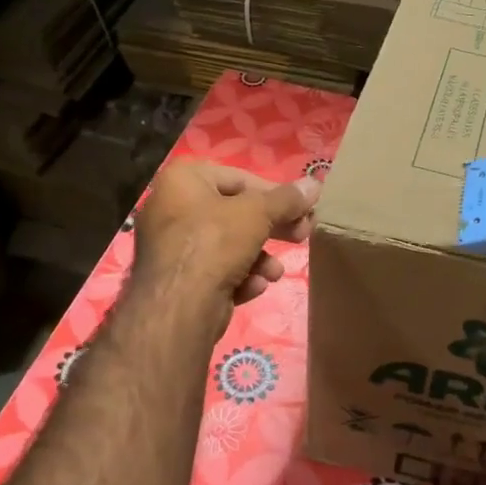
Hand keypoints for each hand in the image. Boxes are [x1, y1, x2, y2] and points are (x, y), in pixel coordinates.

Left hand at [132, 162, 319, 312]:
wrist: (178, 306)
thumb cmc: (215, 242)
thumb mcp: (258, 213)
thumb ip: (287, 199)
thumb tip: (313, 183)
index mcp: (183, 179)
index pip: (240, 178)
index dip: (276, 194)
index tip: (303, 209)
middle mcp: (172, 207)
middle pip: (236, 213)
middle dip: (271, 228)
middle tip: (301, 236)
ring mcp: (172, 246)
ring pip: (229, 245)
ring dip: (259, 259)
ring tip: (274, 273)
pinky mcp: (177, 279)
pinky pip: (216, 271)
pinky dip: (238, 277)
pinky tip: (253, 287)